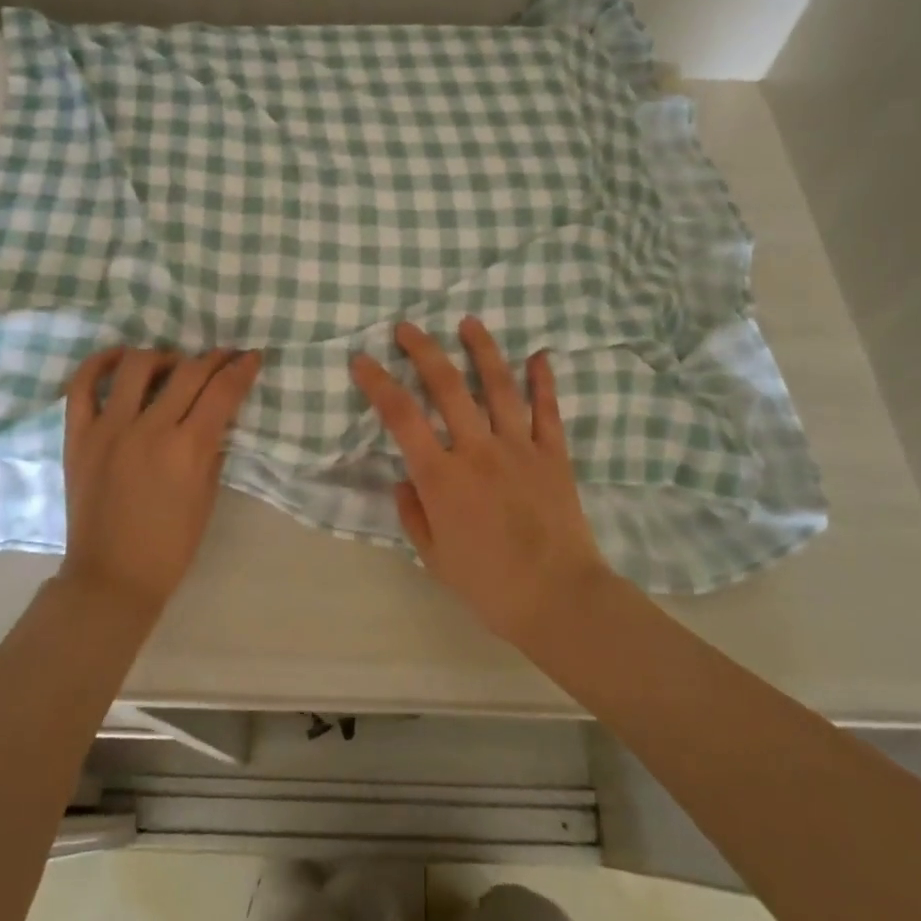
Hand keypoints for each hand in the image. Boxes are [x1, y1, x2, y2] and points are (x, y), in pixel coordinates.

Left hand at [60, 346, 263, 614]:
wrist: (112, 577)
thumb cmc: (170, 545)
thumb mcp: (207, 496)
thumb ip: (213, 448)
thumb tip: (217, 415)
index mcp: (188, 449)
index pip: (222, 391)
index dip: (242, 369)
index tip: (252, 357)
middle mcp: (149, 429)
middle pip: (188, 371)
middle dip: (214, 358)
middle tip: (223, 357)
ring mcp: (109, 429)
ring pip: (138, 365)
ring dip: (164, 356)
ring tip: (172, 366)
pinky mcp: (78, 435)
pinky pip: (82, 385)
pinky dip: (101, 363)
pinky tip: (120, 358)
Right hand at [350, 317, 611, 648]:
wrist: (558, 599)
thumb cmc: (489, 585)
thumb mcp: (434, 556)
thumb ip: (413, 514)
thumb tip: (403, 480)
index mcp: (442, 477)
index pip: (401, 417)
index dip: (378, 383)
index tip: (361, 359)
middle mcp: (478, 450)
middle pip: (447, 387)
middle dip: (424, 351)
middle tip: (407, 327)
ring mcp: (519, 447)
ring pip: (499, 386)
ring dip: (482, 349)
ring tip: (469, 321)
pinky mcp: (554, 454)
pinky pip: (548, 410)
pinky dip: (544, 381)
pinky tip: (540, 355)